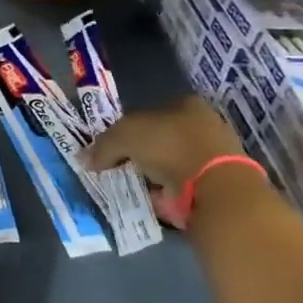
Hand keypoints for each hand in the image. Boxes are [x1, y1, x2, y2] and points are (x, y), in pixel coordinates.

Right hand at [84, 97, 245, 194]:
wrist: (214, 188)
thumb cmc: (169, 146)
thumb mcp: (124, 136)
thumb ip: (103, 145)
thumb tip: (84, 159)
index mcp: (185, 103)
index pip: (149, 112)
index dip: (128, 128)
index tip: (113, 147)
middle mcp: (203, 124)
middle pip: (161, 137)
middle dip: (141, 153)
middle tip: (120, 167)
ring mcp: (214, 155)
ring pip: (172, 162)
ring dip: (154, 174)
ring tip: (134, 186)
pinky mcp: (218, 183)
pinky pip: (183, 185)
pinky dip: (167, 192)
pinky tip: (152, 199)